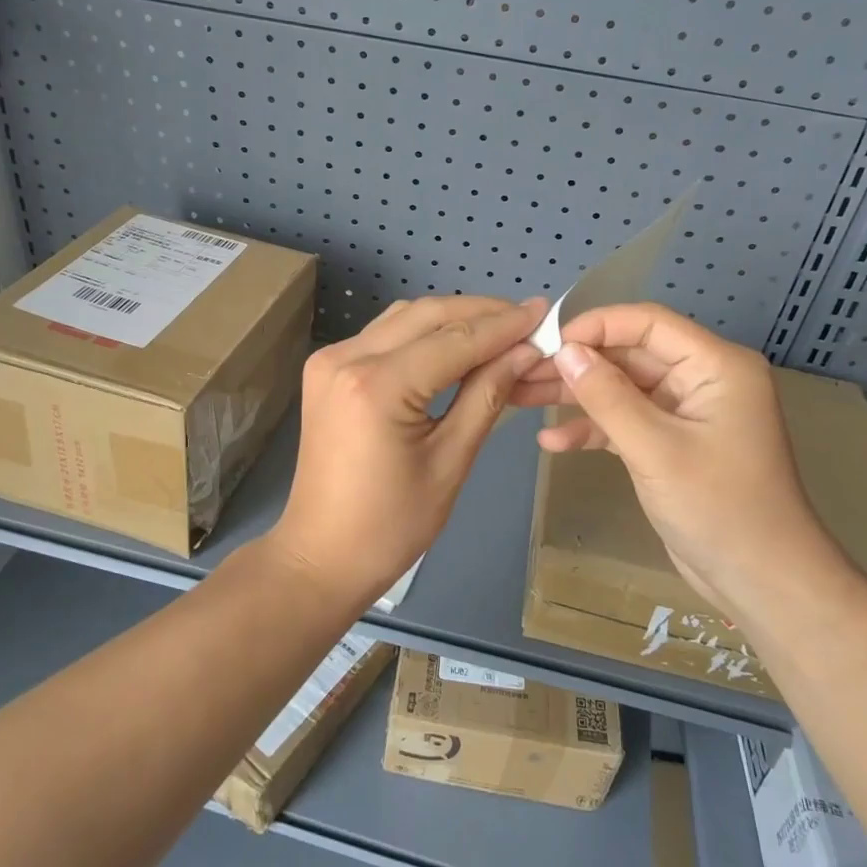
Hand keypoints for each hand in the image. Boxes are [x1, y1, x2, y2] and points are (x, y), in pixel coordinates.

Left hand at [273, 294, 549, 609]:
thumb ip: (486, 396)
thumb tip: (526, 352)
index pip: (454, 340)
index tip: (545, 313)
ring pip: (404, 317)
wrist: (321, 554)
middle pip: (427, 315)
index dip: (504, 326)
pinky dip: (423, 333)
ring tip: (500, 329)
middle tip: (527, 319)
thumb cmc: (391, 525)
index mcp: (378, 387)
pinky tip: (455, 344)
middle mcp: (347, 358)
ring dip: (452, 318)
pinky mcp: (326, 369)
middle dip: (481, 313)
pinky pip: (384, 335)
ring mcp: (330, 359)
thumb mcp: (450, 462)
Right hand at [511, 303, 848, 626]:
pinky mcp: (671, 443)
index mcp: (715, 365)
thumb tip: (564, 351)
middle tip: (523, 371)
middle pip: (629, 355)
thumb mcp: (655, 448)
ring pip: (621, 389)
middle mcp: (701, 379)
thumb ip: (607, 396)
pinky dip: (592, 430)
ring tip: (522, 397)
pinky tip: (552, 443)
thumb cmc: (718, 507)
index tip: (548, 341)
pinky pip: (626, 422)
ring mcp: (685, 413)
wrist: (761, 582)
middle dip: (577, 364)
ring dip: (576, 395)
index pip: (648, 324)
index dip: (596, 326)